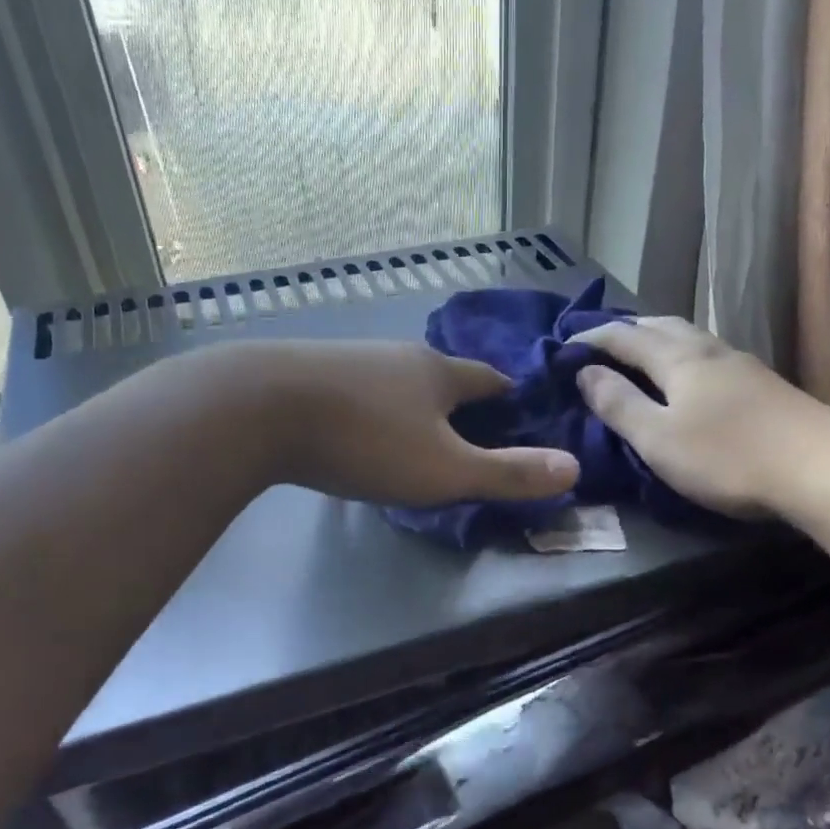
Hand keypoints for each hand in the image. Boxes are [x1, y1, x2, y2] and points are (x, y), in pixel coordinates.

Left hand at [224, 340, 578, 507]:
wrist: (256, 409)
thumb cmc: (365, 440)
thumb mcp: (445, 469)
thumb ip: (507, 473)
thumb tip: (573, 468)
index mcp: (438, 373)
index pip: (487, 379)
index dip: (506, 394)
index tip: (517, 408)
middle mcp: (397, 355)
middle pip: (439, 375)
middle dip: (455, 398)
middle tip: (466, 426)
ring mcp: (348, 358)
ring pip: (393, 379)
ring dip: (408, 401)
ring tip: (411, 430)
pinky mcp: (306, 371)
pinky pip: (353, 388)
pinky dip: (366, 405)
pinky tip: (353, 426)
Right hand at [571, 318, 826, 518]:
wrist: (822, 467)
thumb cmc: (727, 456)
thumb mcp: (658, 438)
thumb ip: (619, 404)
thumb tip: (585, 372)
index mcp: (678, 359)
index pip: (624, 337)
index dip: (592, 338)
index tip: (565, 346)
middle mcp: (709, 350)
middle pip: (662, 326)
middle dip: (627, 330)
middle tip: (602, 343)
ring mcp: (742, 365)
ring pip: (690, 337)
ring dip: (659, 339)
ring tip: (642, 355)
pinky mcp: (764, 385)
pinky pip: (710, 355)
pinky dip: (684, 356)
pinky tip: (691, 377)